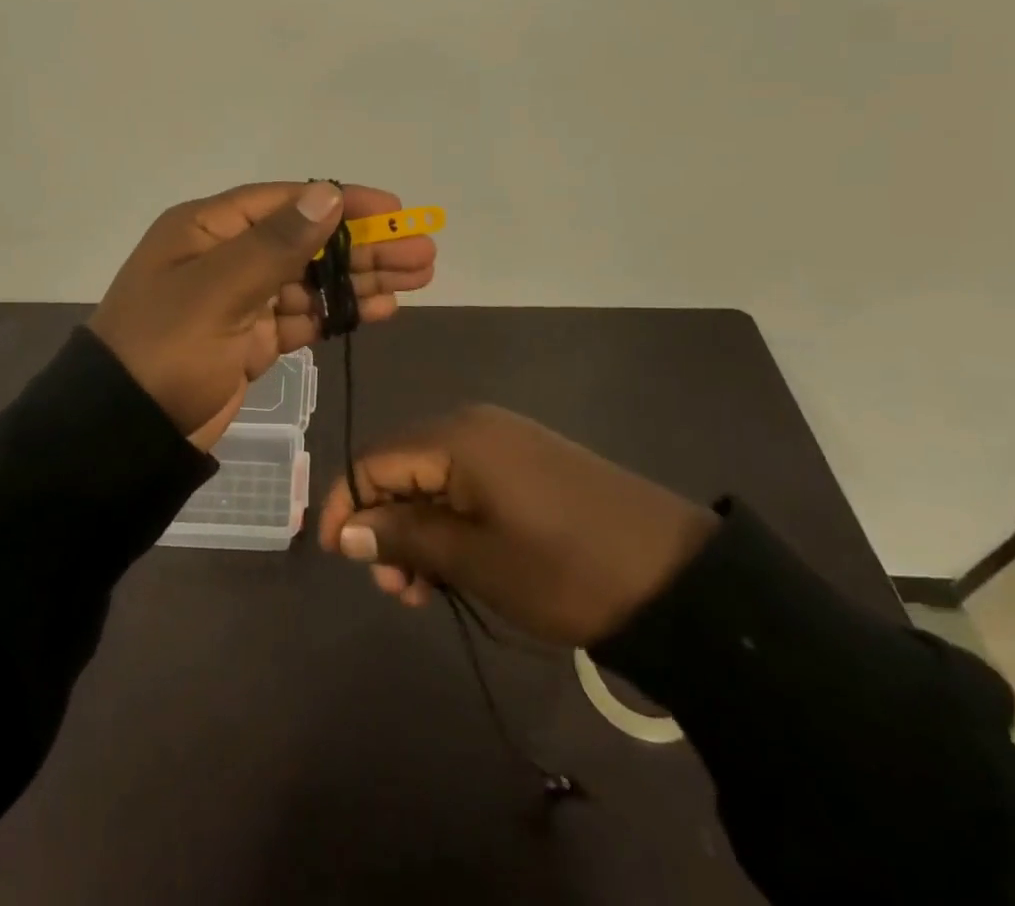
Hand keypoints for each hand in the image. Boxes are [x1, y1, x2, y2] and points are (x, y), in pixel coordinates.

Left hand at [89, 182, 436, 448]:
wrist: (123, 433)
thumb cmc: (166, 348)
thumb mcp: (218, 289)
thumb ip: (276, 243)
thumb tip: (327, 193)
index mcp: (207, 229)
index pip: (285, 202)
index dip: (340, 202)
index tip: (393, 211)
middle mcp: (224, 256)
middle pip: (306, 241)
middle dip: (363, 246)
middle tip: (422, 252)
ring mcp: (238, 300)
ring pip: (310, 280)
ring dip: (360, 278)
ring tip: (418, 277)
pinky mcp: (249, 340)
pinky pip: (302, 317)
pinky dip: (338, 312)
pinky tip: (380, 309)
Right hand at [317, 405, 717, 643]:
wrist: (676, 576)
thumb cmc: (564, 569)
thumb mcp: (475, 560)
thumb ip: (404, 537)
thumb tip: (345, 531)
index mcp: (455, 436)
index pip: (374, 460)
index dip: (346, 504)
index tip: (337, 557)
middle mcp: (473, 424)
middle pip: (401, 467)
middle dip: (385, 524)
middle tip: (397, 589)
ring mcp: (504, 440)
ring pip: (433, 478)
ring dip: (418, 530)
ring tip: (427, 589)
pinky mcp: (528, 461)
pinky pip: (467, 482)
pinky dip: (451, 521)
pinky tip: (459, 564)